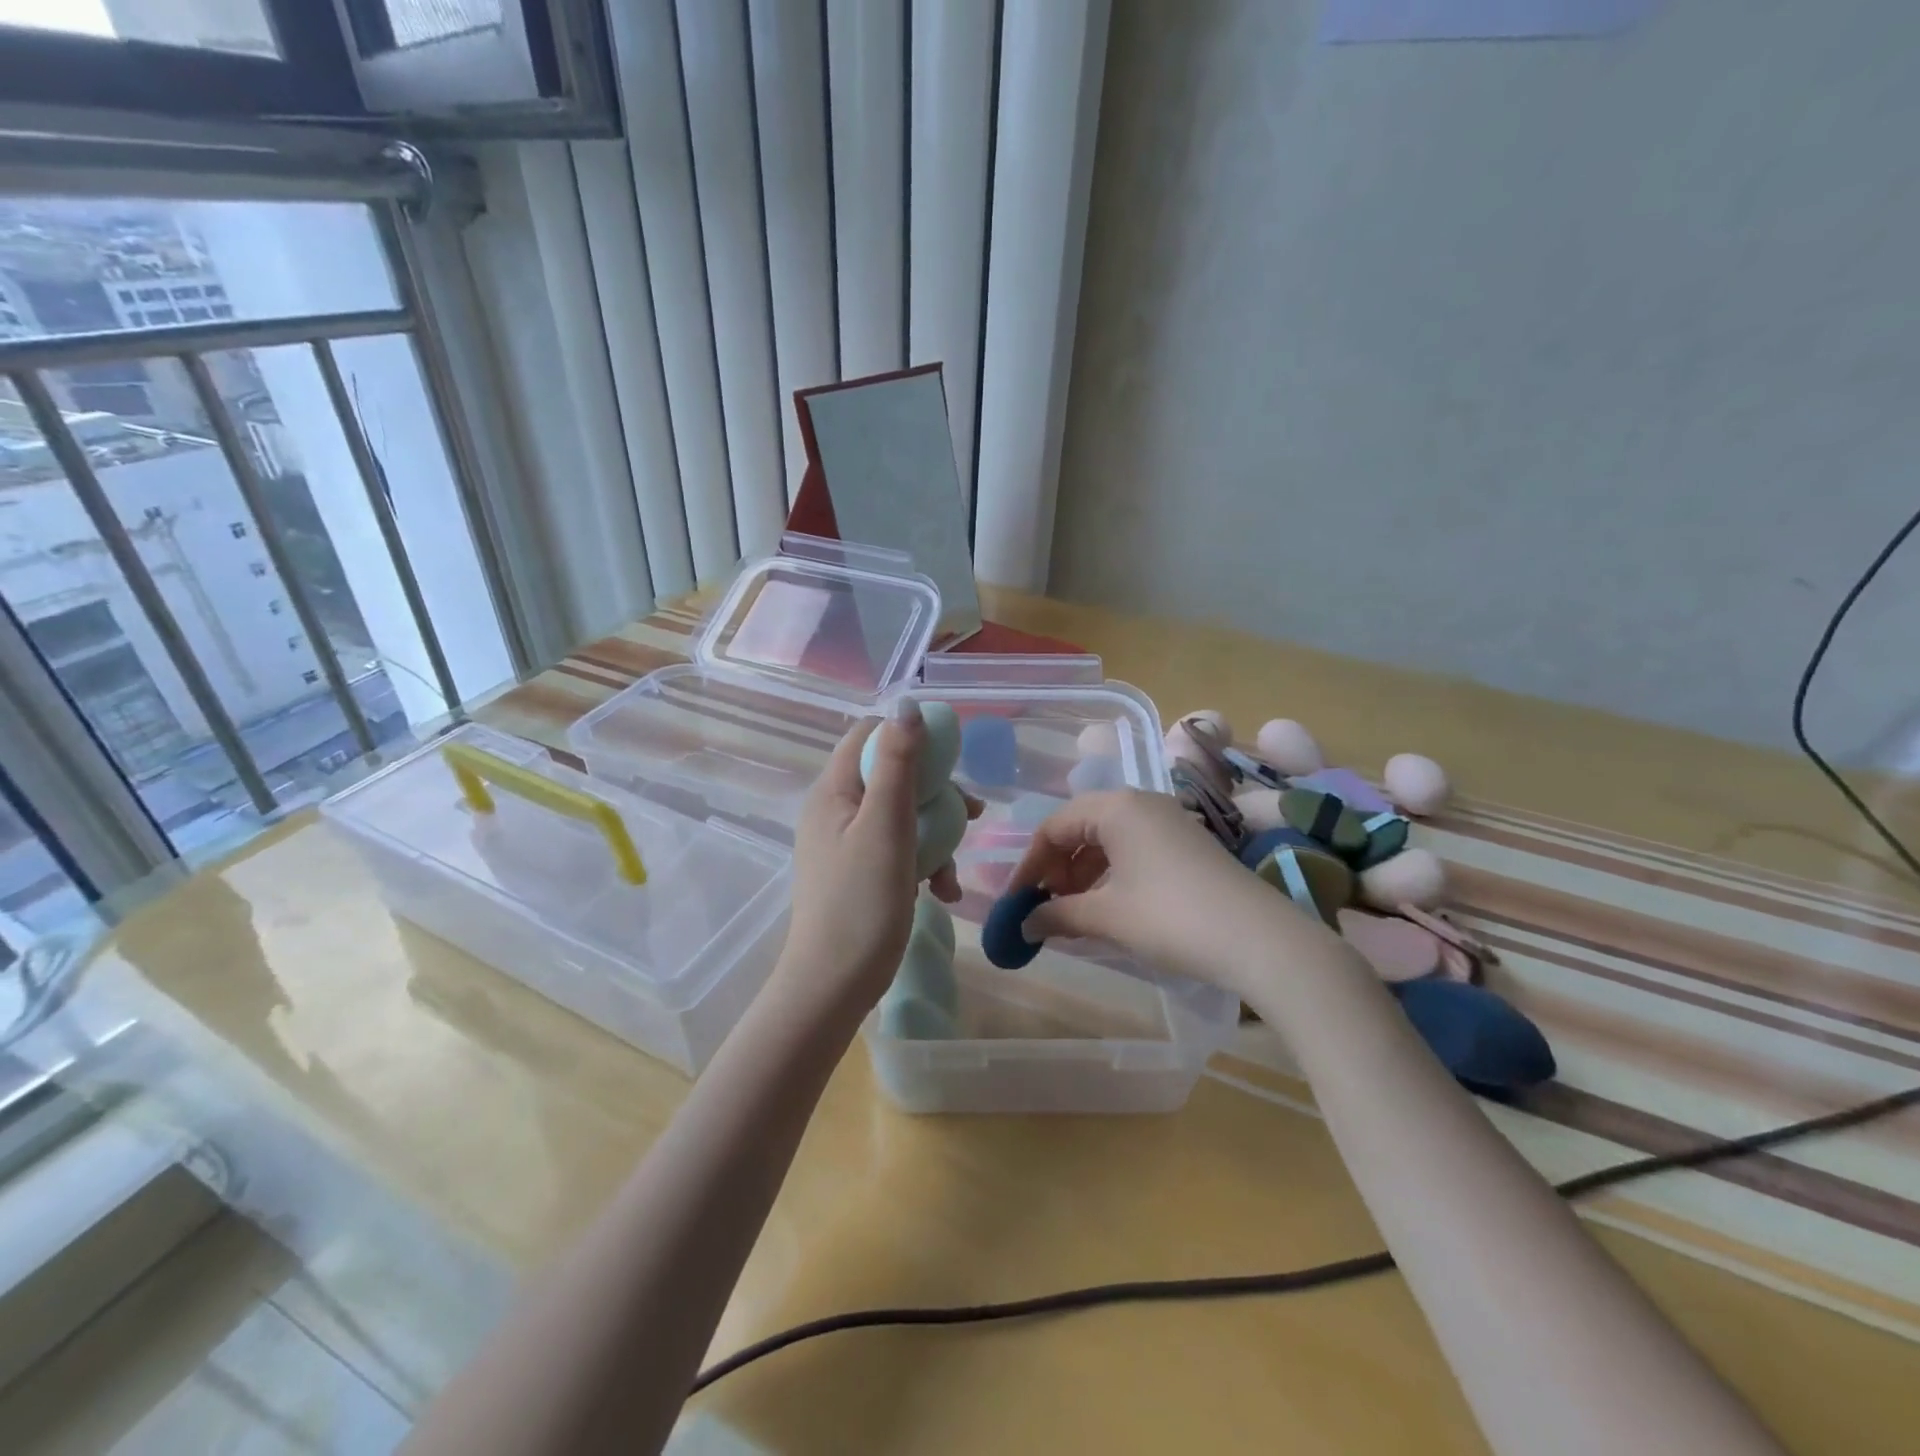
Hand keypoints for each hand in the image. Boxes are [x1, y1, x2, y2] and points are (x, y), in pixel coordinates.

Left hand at [776, 705, 980, 1022]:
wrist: (833, 986)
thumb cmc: (861, 903)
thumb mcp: (887, 826)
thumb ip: (897, 763)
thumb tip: (906, 704)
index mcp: (833, 790)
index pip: (869, 734)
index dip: (911, 736)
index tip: (951, 758)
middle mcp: (834, 810)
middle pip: (891, 775)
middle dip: (936, 794)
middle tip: (972, 812)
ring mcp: (845, 843)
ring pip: (901, 816)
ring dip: (936, 836)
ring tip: (954, 871)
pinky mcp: (858, 873)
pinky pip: (896, 850)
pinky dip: (922, 863)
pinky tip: (943, 892)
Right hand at [1010, 789, 1322, 998]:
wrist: (1259, 940)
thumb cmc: (1171, 918)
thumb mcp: (1108, 917)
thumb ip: (1058, 915)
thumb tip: (1023, 924)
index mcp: (1117, 807)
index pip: (1054, 826)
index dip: (1029, 864)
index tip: (1016, 901)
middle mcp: (1141, 803)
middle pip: (1080, 828)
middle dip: (1056, 868)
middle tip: (1045, 907)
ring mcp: (1168, 821)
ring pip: (1108, 840)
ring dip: (1083, 873)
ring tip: (1073, 912)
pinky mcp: (1187, 844)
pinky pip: (1133, 849)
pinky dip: (1111, 875)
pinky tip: (1108, 907)